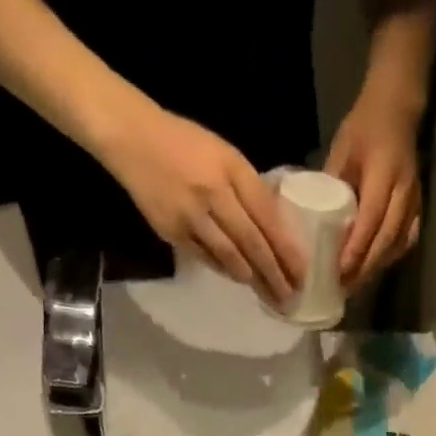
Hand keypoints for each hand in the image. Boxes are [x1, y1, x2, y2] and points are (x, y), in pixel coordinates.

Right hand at [98, 102, 304, 303]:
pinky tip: (241, 280)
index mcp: (232, 170)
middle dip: (274, 273)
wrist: (133, 139)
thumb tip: (277, 226)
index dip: (287, 248)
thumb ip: (250, 188)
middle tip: (291, 296)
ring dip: (253, 279)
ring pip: (230, 256)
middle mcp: (214, 194)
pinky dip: (227, 270)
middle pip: (252, 242)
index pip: (268, 217)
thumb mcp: (226, 155)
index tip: (302, 272)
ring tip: (270, 295)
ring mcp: (192, 216)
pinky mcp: (173, 231)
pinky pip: (206, 257)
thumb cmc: (186, 144)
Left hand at [325, 87, 422, 291]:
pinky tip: (374, 268)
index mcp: (384, 172)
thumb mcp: (341, 151)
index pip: (372, 219)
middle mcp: (404, 190)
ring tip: (354, 284)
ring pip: (397, 243)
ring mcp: (414, 200)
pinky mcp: (417, 206)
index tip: (339, 271)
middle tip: (343, 288)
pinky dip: (390, 257)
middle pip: (386, 239)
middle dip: (365, 267)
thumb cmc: (364, 127)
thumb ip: (331, 186)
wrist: (397, 109)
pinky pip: (406, 239)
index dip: (356, 248)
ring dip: (376, 267)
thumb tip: (312, 222)